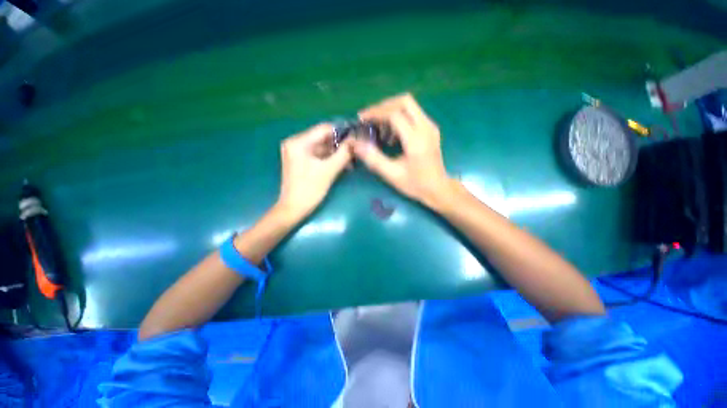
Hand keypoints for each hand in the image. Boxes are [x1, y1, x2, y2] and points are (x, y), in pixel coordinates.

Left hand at [276, 123, 352, 221]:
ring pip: (321, 147)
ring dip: (336, 153)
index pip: (324, 129)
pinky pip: (318, 155)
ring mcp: (297, 152)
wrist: (293, 209)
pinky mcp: (300, 161)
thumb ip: (343, 154)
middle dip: (340, 144)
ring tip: (352, 158)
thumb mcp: (329, 171)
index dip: (342, 132)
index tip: (357, 136)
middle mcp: (295, 143)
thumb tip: (356, 141)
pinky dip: (329, 159)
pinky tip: (342, 164)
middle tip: (356, 149)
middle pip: (322, 138)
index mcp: (298, 142)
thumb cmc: (310, 190)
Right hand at [352, 93, 452, 209]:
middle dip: (384, 106)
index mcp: (416, 140)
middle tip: (370, 119)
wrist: (438, 188)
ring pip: (410, 105)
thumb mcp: (392, 174)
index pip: (394, 114)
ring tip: (380, 130)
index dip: (376, 113)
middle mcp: (426, 128)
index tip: (362, 119)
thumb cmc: (415, 184)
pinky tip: (392, 135)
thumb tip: (356, 145)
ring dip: (391, 112)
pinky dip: (400, 118)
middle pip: (404, 101)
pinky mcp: (431, 129)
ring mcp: (430, 127)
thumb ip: (374, 159)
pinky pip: (414, 114)